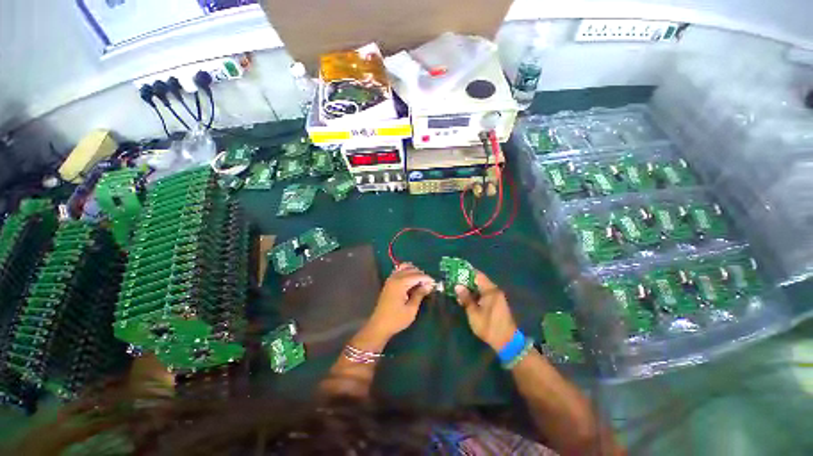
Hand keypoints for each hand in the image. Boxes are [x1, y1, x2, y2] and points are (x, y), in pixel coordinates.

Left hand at [365, 263, 434, 340]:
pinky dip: (406, 272)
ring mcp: (390, 279)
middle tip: (429, 284)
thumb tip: (428, 285)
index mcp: (400, 283)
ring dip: (414, 272)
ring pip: (404, 268)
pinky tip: (412, 280)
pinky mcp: (389, 282)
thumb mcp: (411, 309)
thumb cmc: (396, 319)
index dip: (426, 278)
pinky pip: (399, 271)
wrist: (379, 325)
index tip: (434, 284)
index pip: (417, 275)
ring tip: (421, 282)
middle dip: (421, 275)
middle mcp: (395, 278)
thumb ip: (419, 294)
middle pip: (411, 270)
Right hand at [455, 270, 517, 351]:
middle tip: (454, 283)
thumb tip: (457, 286)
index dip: (466, 272)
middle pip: (479, 280)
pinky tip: (467, 299)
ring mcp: (497, 297)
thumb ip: (466, 298)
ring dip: (470, 289)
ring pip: (481, 288)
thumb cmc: (489, 326)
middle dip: (466, 281)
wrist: (507, 341)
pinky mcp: (497, 303)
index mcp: (490, 290)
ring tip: (458, 292)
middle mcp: (494, 290)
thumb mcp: (474, 313)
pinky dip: (476, 294)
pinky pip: (484, 294)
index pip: (478, 275)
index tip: (456, 272)